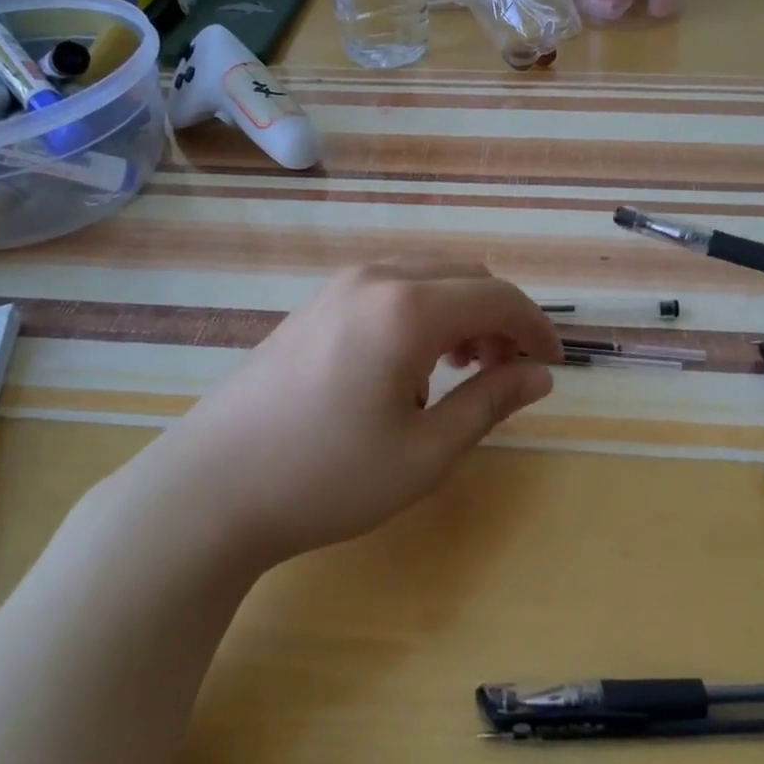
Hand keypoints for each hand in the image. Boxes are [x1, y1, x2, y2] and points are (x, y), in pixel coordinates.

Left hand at [153, 259, 562, 566]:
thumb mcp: (425, 453)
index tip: (554, 365)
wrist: (209, 488)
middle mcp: (375, 278)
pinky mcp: (315, 304)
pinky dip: (422, 313)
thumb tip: (540, 375)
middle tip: (506, 373)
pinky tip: (408, 367)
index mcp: (407, 308)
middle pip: (465, 275)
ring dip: (460, 313)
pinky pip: (390, 288)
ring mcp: (338, 286)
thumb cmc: (327, 478)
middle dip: (499, 318)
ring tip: (462, 371)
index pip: (497, 297)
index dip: (536, 327)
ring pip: (427, 277)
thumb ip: (490, 402)